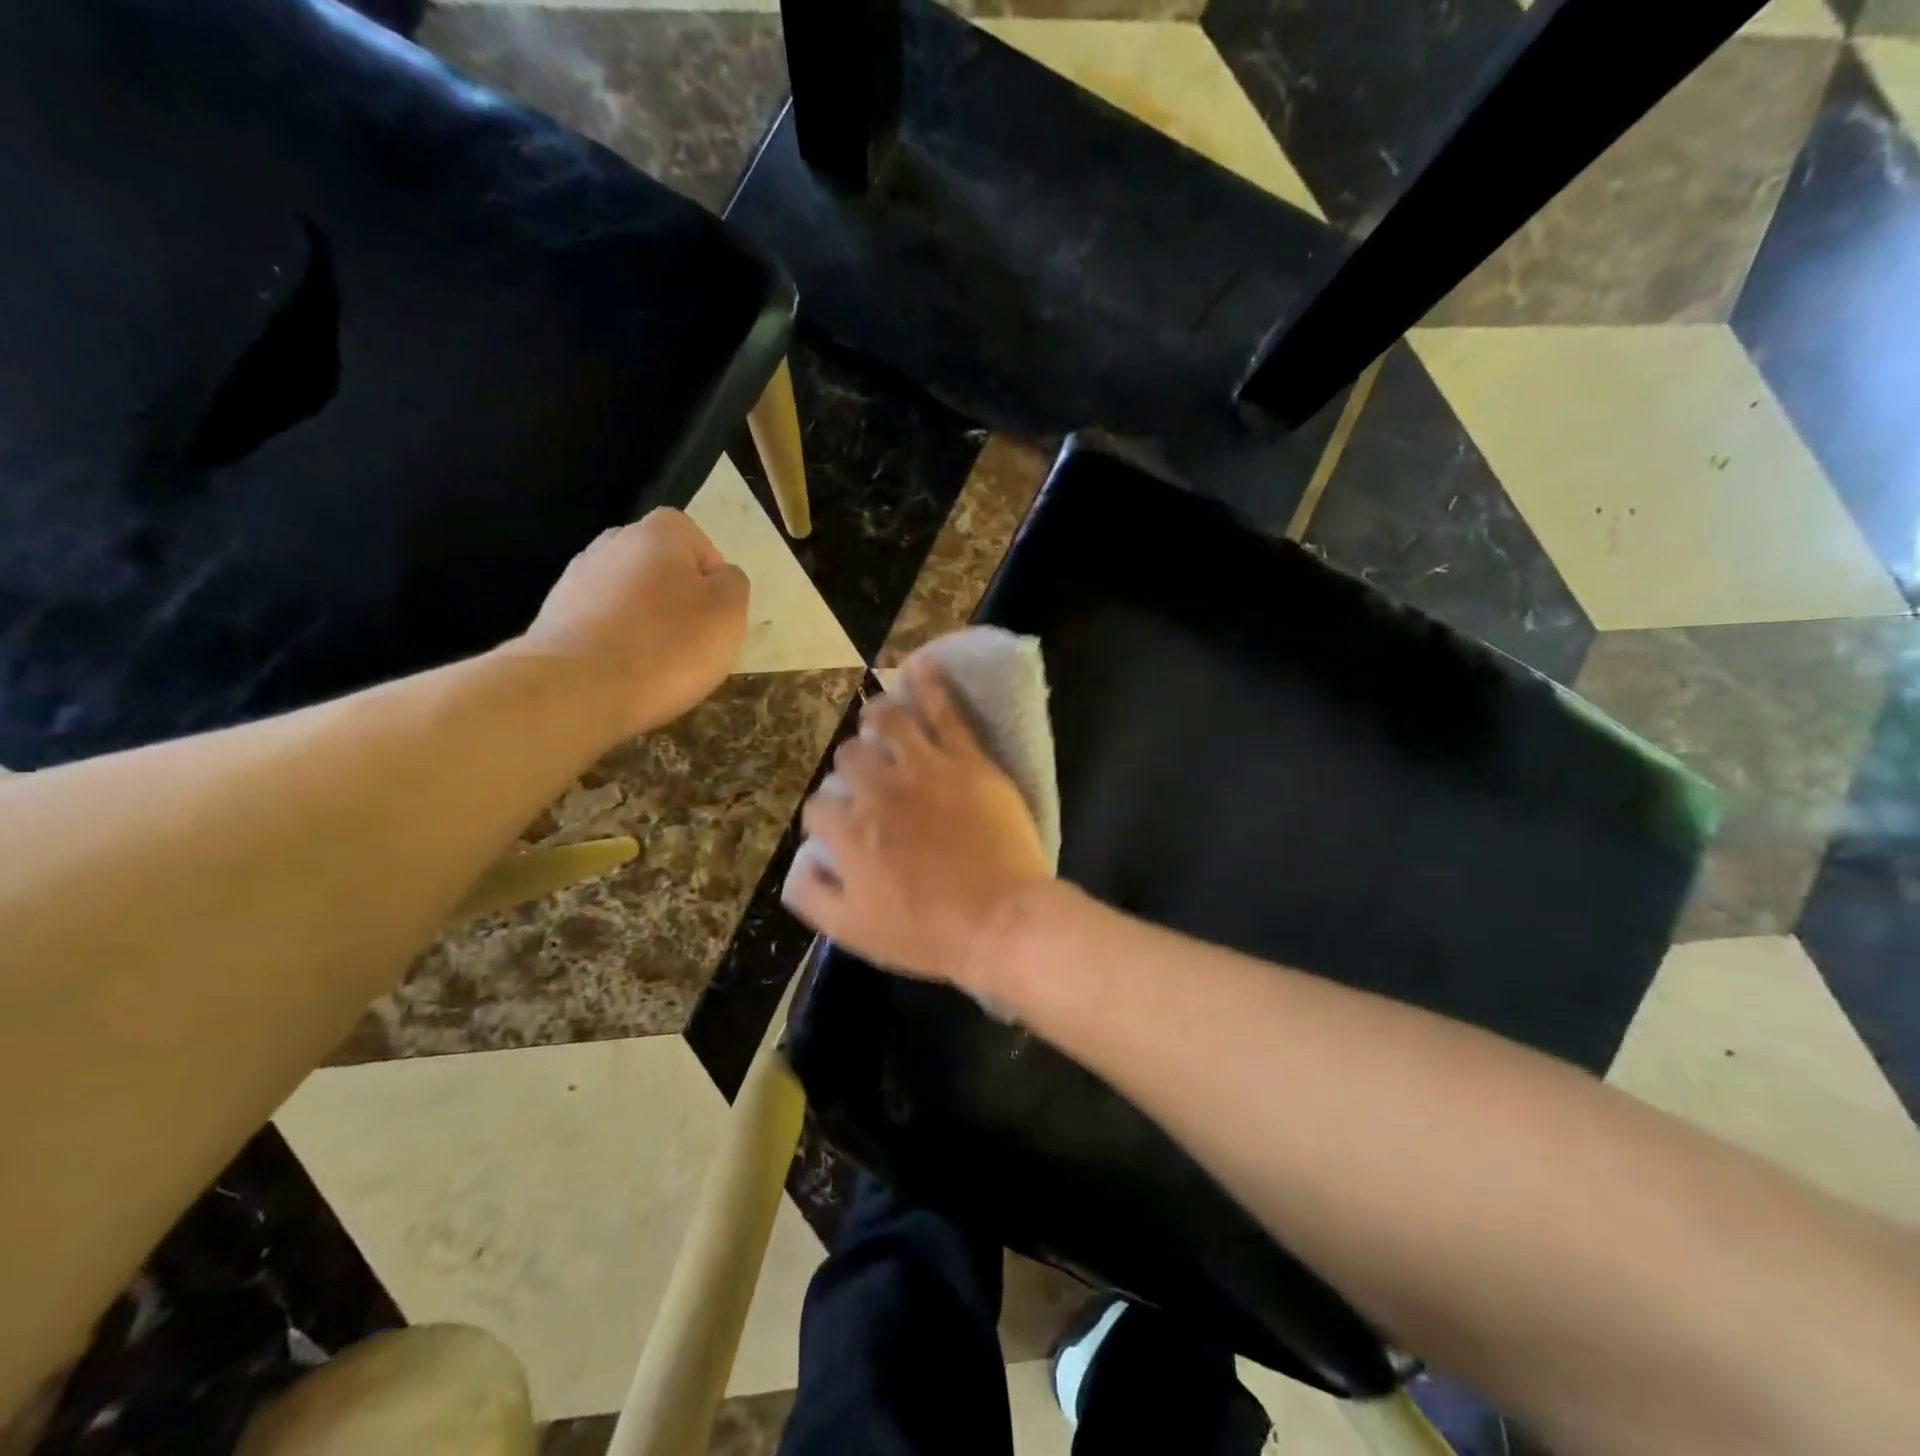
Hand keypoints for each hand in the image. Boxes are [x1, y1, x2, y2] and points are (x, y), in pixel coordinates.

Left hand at [514, 509, 749, 736]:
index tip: (717, 615)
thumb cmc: (668, 646)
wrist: (577, 690)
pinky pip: (601, 622)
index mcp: (658, 533)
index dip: (712, 577)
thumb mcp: (728, 614)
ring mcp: (576, 579)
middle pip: (659, 566)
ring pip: (628, 595)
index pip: (697, 540)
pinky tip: (624, 672)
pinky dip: (617, 641)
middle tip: (692, 639)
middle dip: (677, 596)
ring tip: (658, 662)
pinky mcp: (554, 617)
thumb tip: (719, 578)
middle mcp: (612, 543)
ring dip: (645, 620)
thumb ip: (733, 584)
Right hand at [783, 653, 1052, 989]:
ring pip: (887, 721)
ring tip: (881, 721)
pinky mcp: (965, 758)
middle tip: (870, 781)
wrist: (1001, 922)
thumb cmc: (928, 933)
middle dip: (852, 767)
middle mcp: (878, 790)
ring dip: (877, 718)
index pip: (818, 806)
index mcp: (849, 831)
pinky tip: (921, 666)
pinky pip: (943, 709)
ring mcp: (923, 768)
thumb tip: (803, 860)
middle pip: (849, 757)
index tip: (843, 826)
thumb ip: (814, 894)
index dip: (827, 814)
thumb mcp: (853, 931)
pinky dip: (929, 683)